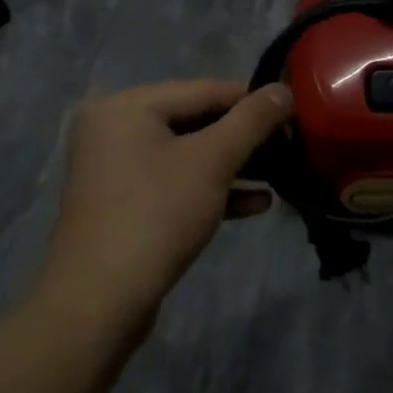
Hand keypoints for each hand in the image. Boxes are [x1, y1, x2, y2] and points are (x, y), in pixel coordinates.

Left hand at [39, 80, 291, 325]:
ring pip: (188, 155)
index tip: (293, 113)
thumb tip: (284, 90)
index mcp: (126, 106)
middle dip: (244, 137)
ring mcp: (116, 169)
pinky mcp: (125, 204)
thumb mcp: (213, 161)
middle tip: (289, 146)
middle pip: (195, 121)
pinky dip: (212, 188)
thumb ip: (252, 120)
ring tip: (281, 173)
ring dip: (234, 165)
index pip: (203, 90)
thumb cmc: (157, 215)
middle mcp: (115, 129)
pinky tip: (256, 203)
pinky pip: (175, 183)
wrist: (99, 303)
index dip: (252, 100)